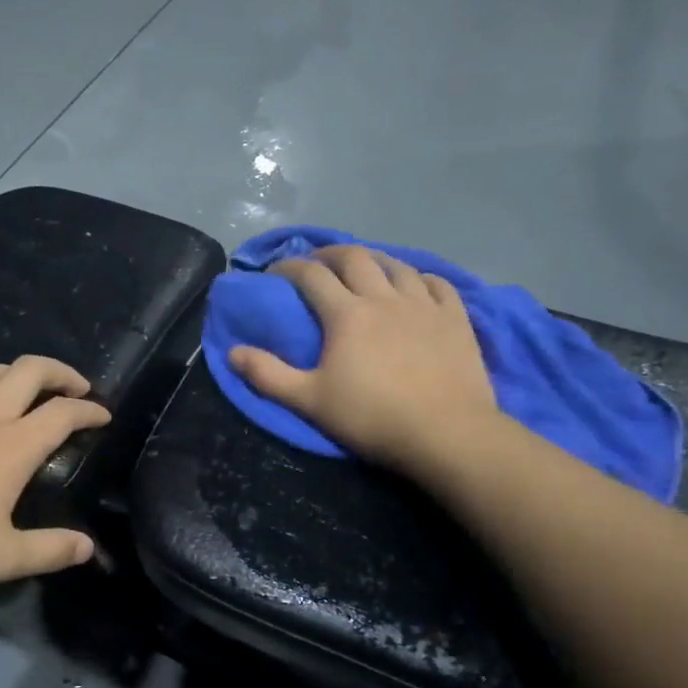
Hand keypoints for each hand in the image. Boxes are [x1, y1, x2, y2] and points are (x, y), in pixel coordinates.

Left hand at [0, 356, 110, 592]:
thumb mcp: (0, 558)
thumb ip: (50, 550)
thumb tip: (88, 547)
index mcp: (10, 446)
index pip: (62, 413)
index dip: (89, 409)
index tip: (103, 415)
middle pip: (28, 370)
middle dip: (60, 372)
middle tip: (74, 387)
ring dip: (16, 374)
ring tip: (25, 392)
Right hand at [228, 245, 500, 473]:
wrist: (445, 433)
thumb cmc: (371, 417)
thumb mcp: (309, 401)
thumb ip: (268, 375)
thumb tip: (232, 352)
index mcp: (346, 314)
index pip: (311, 275)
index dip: (289, 267)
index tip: (275, 273)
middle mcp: (384, 298)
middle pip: (355, 258)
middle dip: (329, 254)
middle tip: (317, 263)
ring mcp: (424, 305)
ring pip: (396, 265)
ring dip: (374, 260)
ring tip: (365, 269)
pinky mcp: (455, 318)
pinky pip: (437, 283)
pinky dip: (419, 277)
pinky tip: (415, 285)